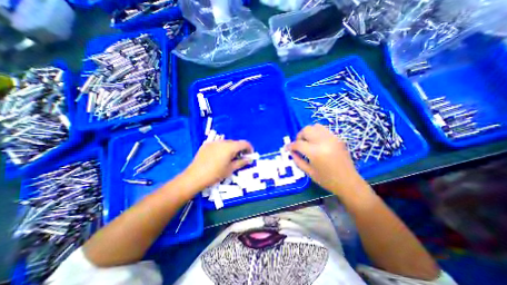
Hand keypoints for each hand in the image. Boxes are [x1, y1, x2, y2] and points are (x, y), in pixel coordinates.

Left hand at [182, 139, 253, 189]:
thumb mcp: (230, 169)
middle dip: (240, 149)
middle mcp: (222, 141)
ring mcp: (213, 142)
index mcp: (230, 147)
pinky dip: (223, 149)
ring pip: (227, 143)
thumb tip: (249, 159)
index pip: (244, 143)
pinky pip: (218, 144)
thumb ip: (241, 162)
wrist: (194, 177)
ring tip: (229, 158)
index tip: (250, 155)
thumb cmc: (215, 174)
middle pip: (235, 143)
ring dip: (231, 149)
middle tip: (240, 158)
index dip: (249, 148)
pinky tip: (219, 157)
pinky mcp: (206, 145)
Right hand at [289, 123, 368, 199]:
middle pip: (306, 130)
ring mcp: (332, 138)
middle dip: (299, 136)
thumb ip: (297, 160)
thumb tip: (291, 152)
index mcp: (315, 152)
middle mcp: (324, 142)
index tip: (286, 148)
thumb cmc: (327, 180)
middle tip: (298, 145)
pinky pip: (324, 130)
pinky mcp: (338, 138)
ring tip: (307, 142)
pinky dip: (316, 133)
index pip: (298, 144)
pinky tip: (317, 142)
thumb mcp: (309, 172)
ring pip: (315, 126)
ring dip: (308, 133)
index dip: (290, 146)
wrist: (349, 182)